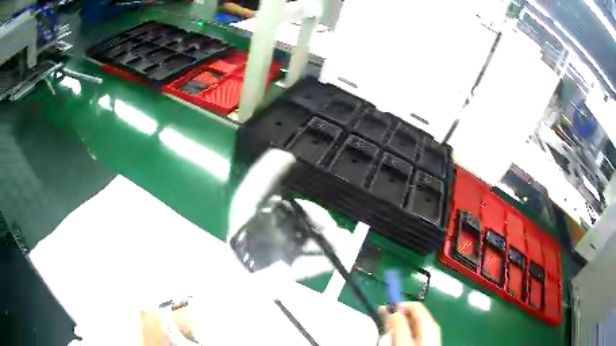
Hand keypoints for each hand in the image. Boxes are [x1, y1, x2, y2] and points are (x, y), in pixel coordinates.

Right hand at [379, 302, 440, 345]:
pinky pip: (412, 334)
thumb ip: (399, 324)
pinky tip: (395, 341)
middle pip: (412, 315)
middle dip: (396, 318)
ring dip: (397, 327)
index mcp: (429, 324)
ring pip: (411, 325)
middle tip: (383, 325)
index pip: (414, 306)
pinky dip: (402, 334)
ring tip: (387, 335)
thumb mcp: (404, 341)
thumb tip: (393, 309)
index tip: (383, 310)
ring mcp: (428, 336)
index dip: (398, 305)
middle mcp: (431, 327)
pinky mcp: (424, 342)